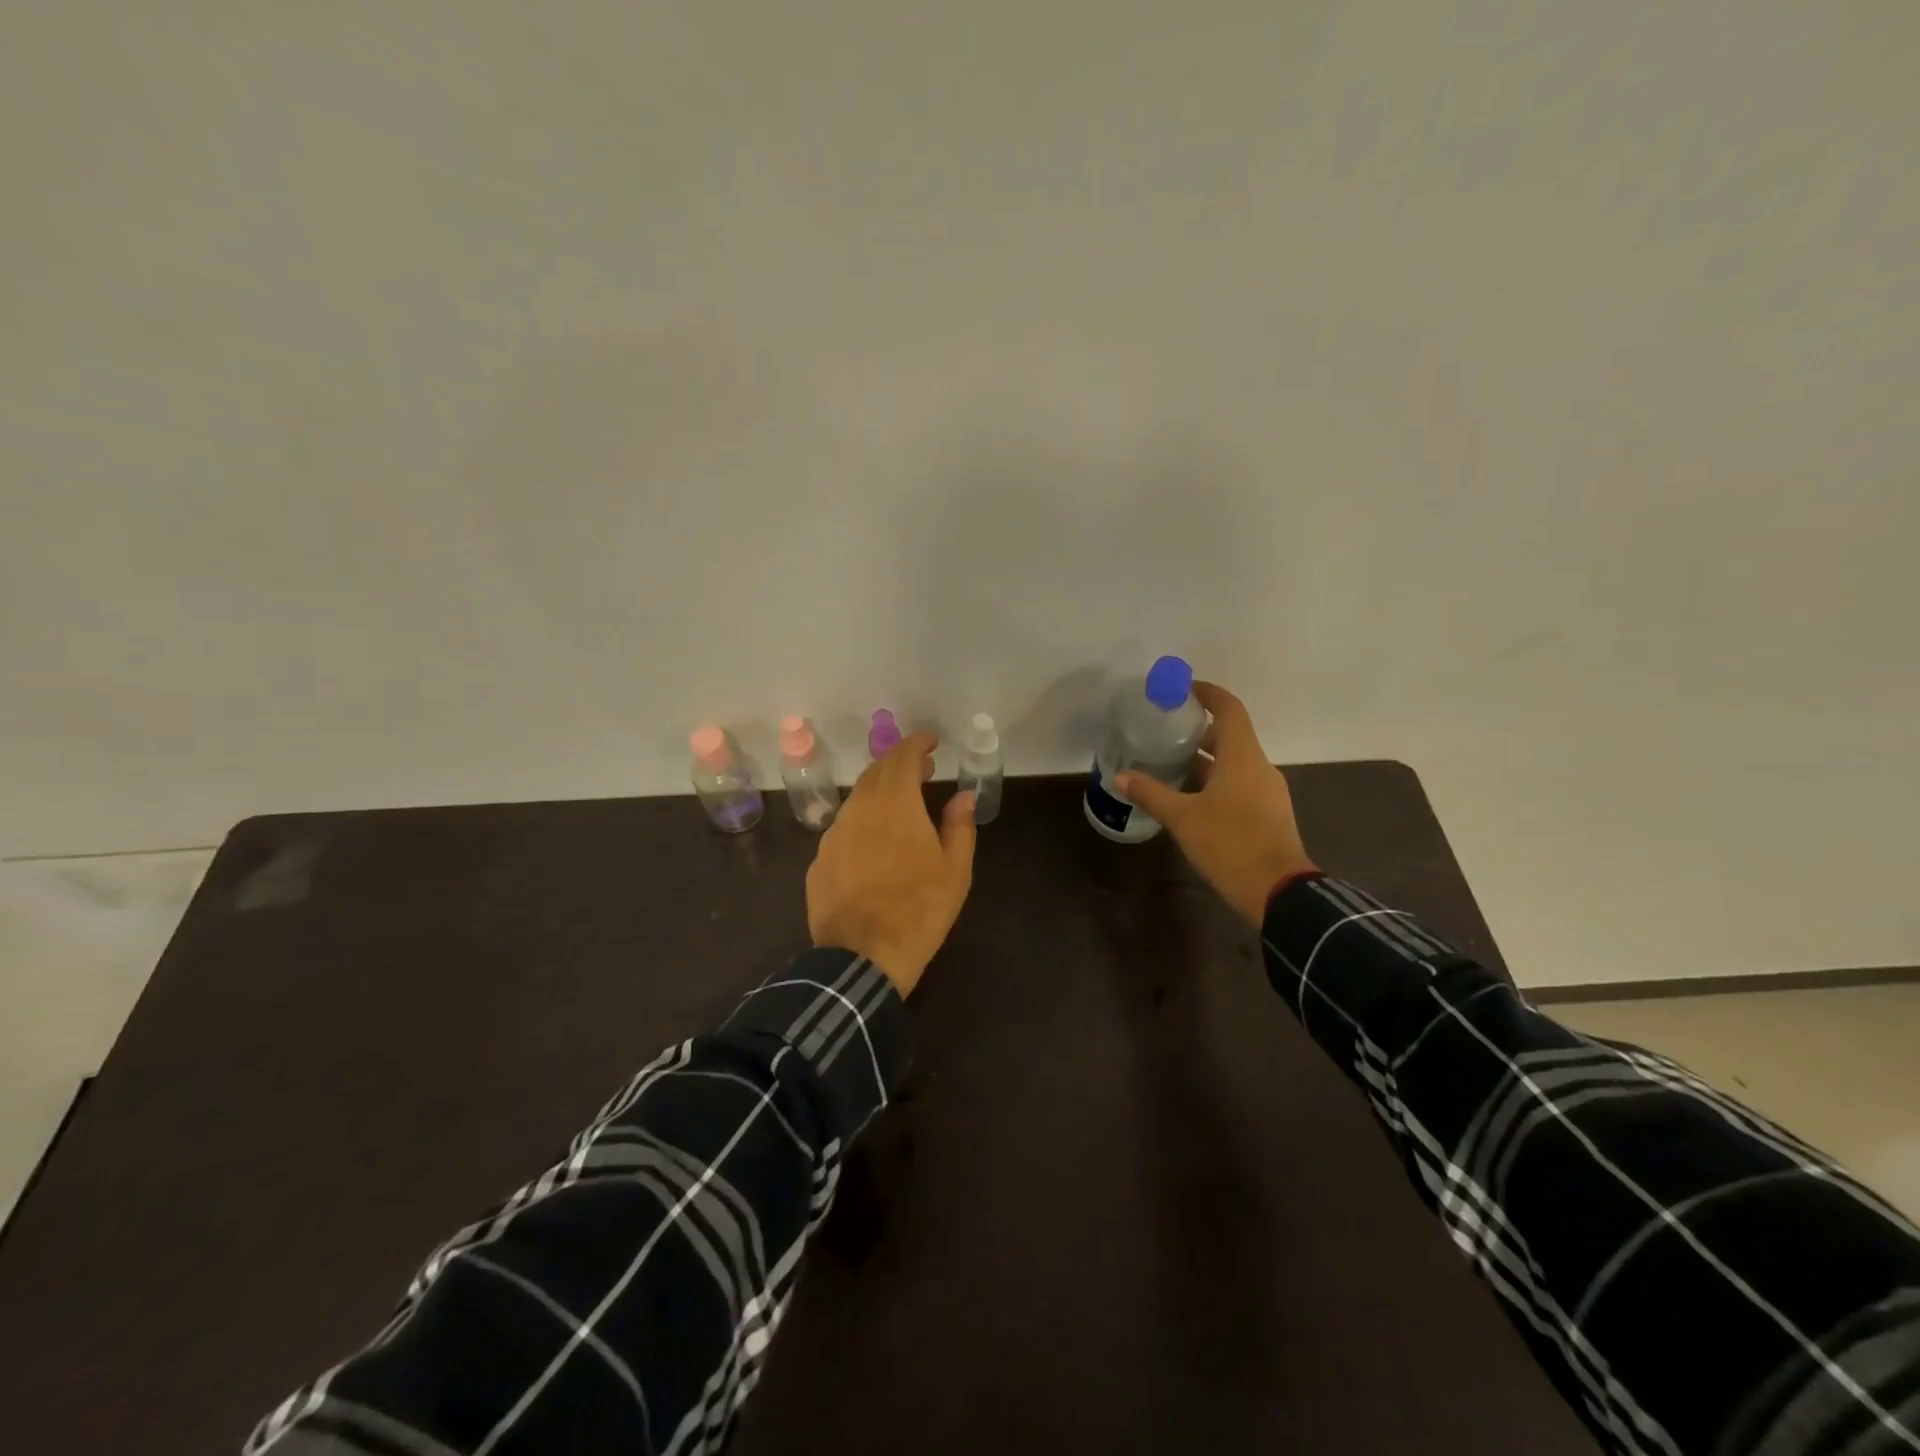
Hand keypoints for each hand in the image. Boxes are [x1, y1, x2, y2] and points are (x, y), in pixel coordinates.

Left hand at [806, 731, 975, 996]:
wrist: (862, 957)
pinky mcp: (819, 861)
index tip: (932, 741)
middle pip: (876, 772)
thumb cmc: (920, 909)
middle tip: (922, 770)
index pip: (902, 756)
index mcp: (895, 803)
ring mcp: (833, 835)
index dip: (917, 743)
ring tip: (900, 807)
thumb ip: (960, 825)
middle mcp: (859, 809)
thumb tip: (963, 796)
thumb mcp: (956, 870)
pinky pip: (843, 830)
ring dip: (879, 793)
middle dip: (899, 764)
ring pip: (856, 800)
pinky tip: (873, 846)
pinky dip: (862, 823)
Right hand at [1115, 682, 1315, 927]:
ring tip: (1170, 763)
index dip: (1208, 693)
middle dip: (1198, 731)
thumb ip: (1151, 793)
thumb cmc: (1230, 844)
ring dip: (1205, 759)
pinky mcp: (1267, 813)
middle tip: (1164, 731)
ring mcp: (1267, 791)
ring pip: (1234, 762)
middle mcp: (1259, 767)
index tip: (1183, 689)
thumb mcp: (1183, 818)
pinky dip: (1215, 780)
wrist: (1279, 892)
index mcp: (1242, 757)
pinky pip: (1240, 783)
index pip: (1229, 709)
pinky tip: (1190, 797)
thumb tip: (1120, 776)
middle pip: (1230, 735)